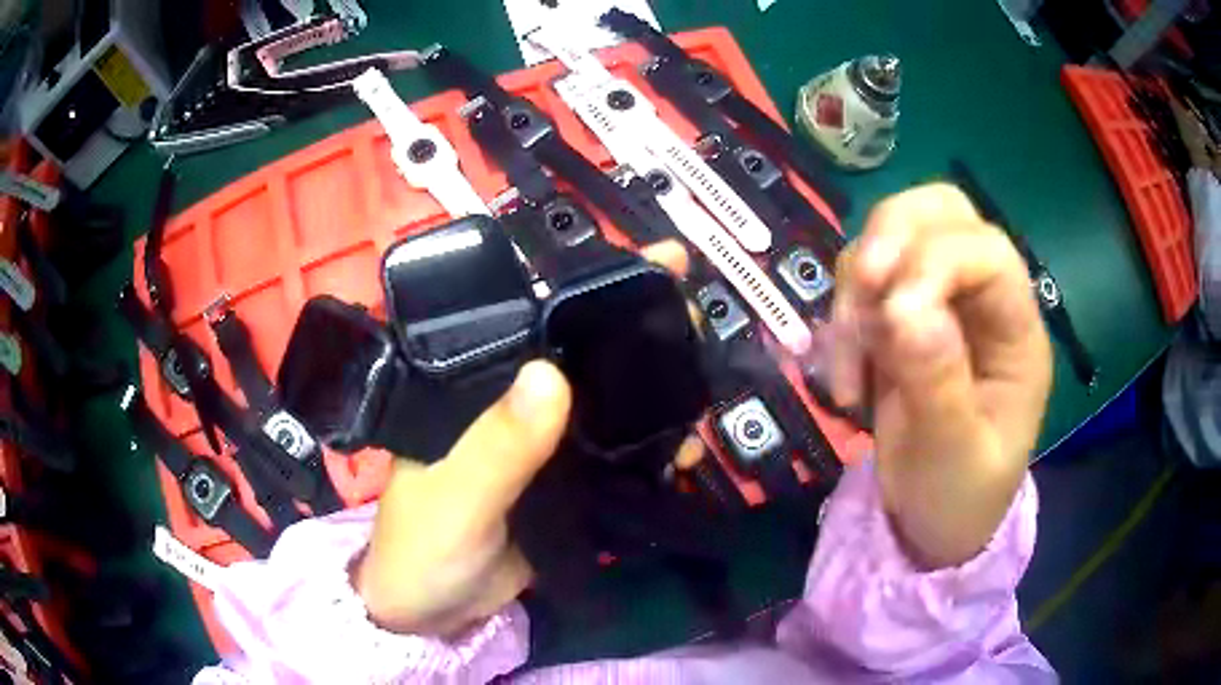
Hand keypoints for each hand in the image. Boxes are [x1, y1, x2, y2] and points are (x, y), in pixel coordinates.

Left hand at [353, 241, 692, 637]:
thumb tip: (551, 375)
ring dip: (657, 396)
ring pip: (610, 406)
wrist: (436, 610)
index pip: (537, 320)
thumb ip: (497, 446)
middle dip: (643, 337)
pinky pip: (619, 459)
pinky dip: (655, 452)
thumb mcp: (457, 495)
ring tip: (701, 388)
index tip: (655, 263)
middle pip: (586, 357)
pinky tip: (686, 451)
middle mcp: (515, 404)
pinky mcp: (570, 485)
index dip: (592, 290)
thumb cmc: (423, 545)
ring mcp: (548, 446)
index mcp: (478, 385)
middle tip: (694, 325)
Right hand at [827, 184, 1052, 568]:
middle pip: (943, 212)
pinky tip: (847, 375)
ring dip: (858, 285)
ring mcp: (938, 304)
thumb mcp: (954, 455)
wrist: (930, 526)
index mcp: (1017, 332)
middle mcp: (981, 302)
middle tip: (861, 284)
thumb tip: (904, 308)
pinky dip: (842, 317)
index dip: (938, 261)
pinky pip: (861, 283)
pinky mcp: (899, 319)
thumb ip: (937, 384)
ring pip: (893, 235)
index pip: (988, 253)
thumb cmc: (959, 497)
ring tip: (850, 364)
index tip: (891, 313)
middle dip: (894, 233)